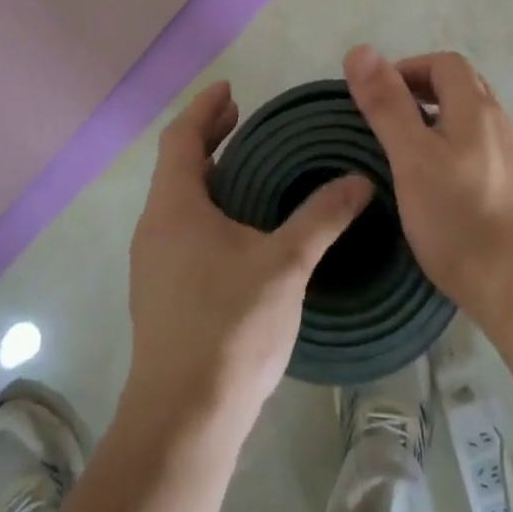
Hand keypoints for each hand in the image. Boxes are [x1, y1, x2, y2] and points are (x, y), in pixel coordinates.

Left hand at [124, 81, 372, 432]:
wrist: (183, 421)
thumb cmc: (230, 327)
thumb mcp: (286, 264)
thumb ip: (323, 217)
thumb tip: (359, 180)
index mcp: (175, 207)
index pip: (182, 138)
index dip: (205, 108)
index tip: (231, 89)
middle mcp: (155, 228)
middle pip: (178, 165)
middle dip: (209, 137)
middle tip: (243, 119)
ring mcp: (153, 265)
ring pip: (179, 200)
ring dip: (209, 174)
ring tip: (248, 168)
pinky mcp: (161, 295)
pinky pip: (182, 230)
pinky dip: (208, 208)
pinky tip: (241, 229)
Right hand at [344, 45, 512, 327]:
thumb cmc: (459, 218)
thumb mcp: (411, 158)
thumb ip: (387, 105)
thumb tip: (360, 50)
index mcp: (476, 108)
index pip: (444, 63)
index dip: (409, 69)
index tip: (380, 97)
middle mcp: (501, 123)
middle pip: (463, 87)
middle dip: (424, 92)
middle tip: (391, 122)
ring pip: (474, 121)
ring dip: (441, 123)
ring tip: (410, 156)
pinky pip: (485, 152)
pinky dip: (458, 152)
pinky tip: (443, 188)